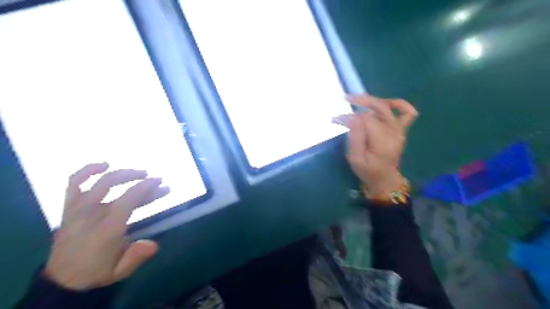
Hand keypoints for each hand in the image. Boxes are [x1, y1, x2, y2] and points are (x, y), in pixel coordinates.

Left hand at [45, 162, 169, 290]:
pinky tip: (103, 165)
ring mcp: (77, 209)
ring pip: (99, 181)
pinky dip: (87, 171)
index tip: (161, 183)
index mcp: (107, 227)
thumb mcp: (119, 271)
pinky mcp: (69, 208)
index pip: (129, 198)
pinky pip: (75, 183)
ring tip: (139, 172)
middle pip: (114, 183)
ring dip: (122, 173)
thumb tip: (154, 244)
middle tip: (156, 179)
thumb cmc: (96, 272)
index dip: (147, 187)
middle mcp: (91, 213)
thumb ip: (136, 256)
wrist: (62, 280)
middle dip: (137, 177)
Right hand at [338, 95, 419, 197]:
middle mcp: (393, 132)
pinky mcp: (401, 130)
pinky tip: (387, 103)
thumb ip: (355, 138)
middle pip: (379, 107)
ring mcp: (399, 130)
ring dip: (372, 100)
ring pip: (388, 107)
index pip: (365, 119)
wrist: (385, 180)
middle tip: (345, 99)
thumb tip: (353, 118)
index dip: (349, 116)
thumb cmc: (368, 171)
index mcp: (382, 140)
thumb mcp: (356, 159)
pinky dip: (399, 105)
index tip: (336, 120)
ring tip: (358, 100)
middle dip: (360, 100)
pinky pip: (407, 113)